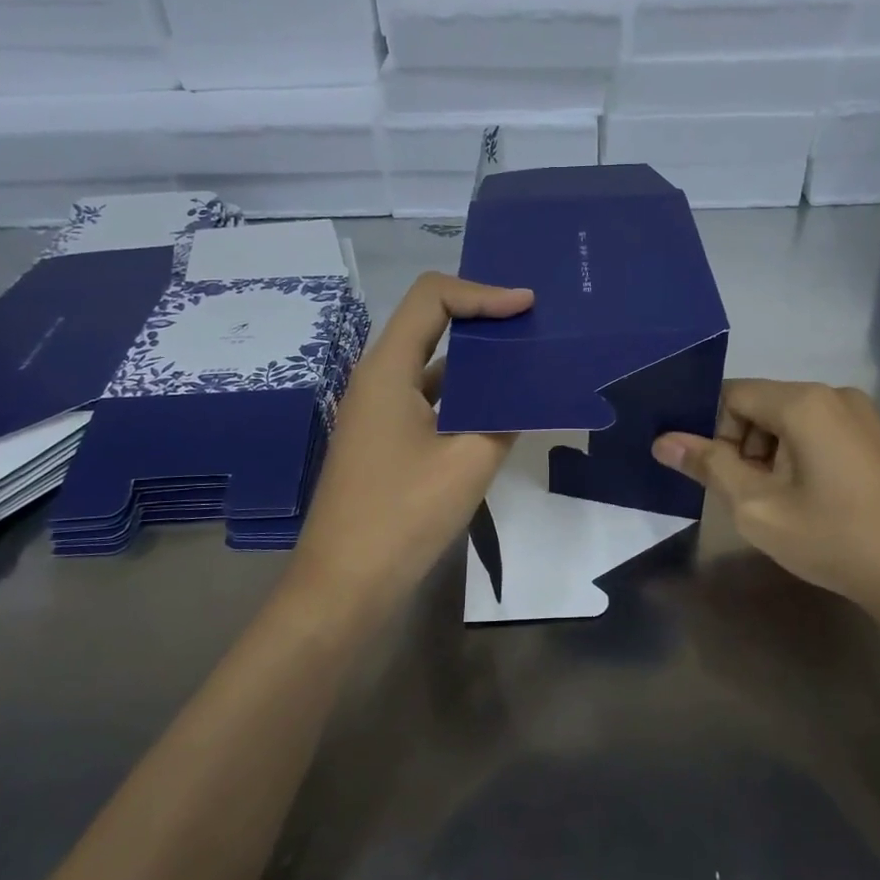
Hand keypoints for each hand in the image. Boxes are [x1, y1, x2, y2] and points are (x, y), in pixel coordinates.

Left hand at [293, 272, 533, 612]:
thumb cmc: (402, 516)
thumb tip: (532, 391)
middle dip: (484, 319)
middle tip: (535, 327)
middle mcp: (378, 379)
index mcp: (388, 370)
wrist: (344, 586)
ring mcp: (380, 411)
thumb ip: (505, 416)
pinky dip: (466, 395)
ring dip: (478, 360)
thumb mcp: (469, 463)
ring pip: (433, 364)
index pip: (432, 298)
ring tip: (529, 363)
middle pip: (431, 324)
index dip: (482, 293)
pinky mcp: (386, 440)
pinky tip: (502, 409)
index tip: (528, 307)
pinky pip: (430, 399)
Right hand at [652, 380, 879, 610]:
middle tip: (751, 498)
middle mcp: (834, 395)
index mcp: (804, 402)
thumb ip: (709, 466)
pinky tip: (813, 502)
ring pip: (789, 422)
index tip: (716, 476)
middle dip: (743, 447)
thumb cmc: (834, 538)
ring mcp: (862, 416)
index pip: (732, 395)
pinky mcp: (877, 439)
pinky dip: (800, 459)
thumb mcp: (757, 506)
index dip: (713, 433)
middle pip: (761, 406)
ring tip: (783, 505)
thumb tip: (663, 441)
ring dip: (771, 456)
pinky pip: (818, 433)